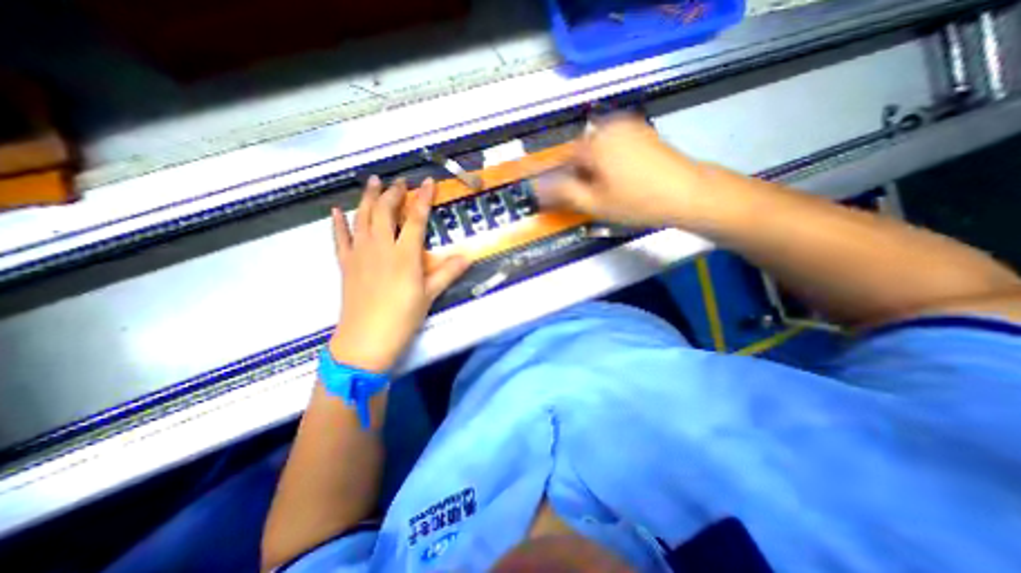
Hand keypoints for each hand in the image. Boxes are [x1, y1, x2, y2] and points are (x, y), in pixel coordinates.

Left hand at [330, 177, 468, 374]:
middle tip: (400, 182)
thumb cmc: (402, 318)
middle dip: (393, 192)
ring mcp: (360, 254)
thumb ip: (448, 272)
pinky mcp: (346, 264)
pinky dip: (338, 223)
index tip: (427, 182)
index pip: (415, 218)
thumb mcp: (430, 295)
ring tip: (373, 182)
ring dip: (367, 197)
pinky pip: (339, 238)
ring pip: (361, 217)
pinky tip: (336, 210)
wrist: (366, 340)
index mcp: (404, 255)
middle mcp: (380, 247)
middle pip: (384, 211)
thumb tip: (468, 256)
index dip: (422, 198)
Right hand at [537, 115, 711, 226]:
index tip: (568, 195)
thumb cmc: (637, 201)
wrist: (687, 193)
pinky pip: (615, 145)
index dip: (562, 178)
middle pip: (582, 150)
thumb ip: (563, 193)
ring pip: (598, 148)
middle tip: (589, 195)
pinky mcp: (643, 132)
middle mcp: (610, 127)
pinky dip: (610, 160)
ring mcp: (629, 127)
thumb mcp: (594, 203)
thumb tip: (539, 188)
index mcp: (595, 142)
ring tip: (607, 188)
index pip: (564, 157)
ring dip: (595, 167)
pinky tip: (623, 178)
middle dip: (580, 172)